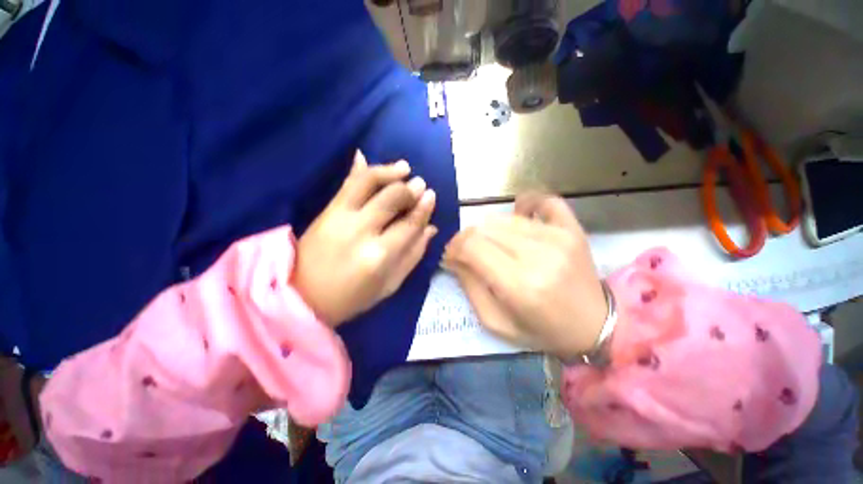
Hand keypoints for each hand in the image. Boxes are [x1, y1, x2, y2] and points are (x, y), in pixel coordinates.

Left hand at [294, 151, 436, 326]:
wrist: (301, 297)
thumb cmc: (352, 298)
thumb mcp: (390, 285)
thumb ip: (413, 255)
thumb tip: (430, 228)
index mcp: (380, 256)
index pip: (409, 223)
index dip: (423, 208)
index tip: (431, 195)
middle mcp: (361, 231)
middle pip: (391, 198)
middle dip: (409, 188)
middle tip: (420, 183)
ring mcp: (340, 217)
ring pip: (367, 182)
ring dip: (388, 171)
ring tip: (403, 167)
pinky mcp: (326, 211)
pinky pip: (346, 183)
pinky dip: (359, 169)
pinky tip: (367, 158)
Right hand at [442, 193, 606, 358]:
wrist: (595, 326)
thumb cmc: (542, 330)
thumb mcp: (496, 322)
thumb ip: (470, 287)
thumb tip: (453, 257)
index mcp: (519, 285)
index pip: (472, 246)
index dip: (453, 247)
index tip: (450, 256)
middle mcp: (539, 255)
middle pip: (485, 228)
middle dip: (466, 239)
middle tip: (467, 252)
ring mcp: (558, 237)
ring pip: (505, 217)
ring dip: (489, 229)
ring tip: (491, 245)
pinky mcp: (572, 228)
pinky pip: (544, 201)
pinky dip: (525, 203)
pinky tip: (519, 213)